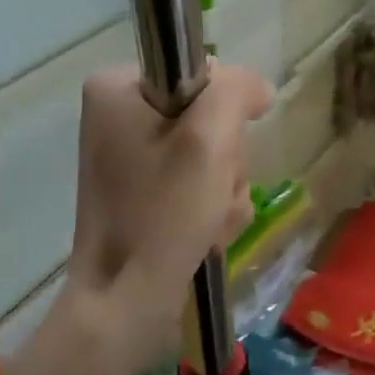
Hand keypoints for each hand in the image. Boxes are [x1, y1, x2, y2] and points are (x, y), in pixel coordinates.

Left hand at [65, 64, 273, 374]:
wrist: (124, 300)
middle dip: (224, 160)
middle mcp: (118, 114)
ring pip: (209, 153)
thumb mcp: (209, 139)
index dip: (227, 112)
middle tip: (213, 192)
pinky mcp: (140, 189)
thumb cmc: (163, 214)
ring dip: (223, 188)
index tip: (222, 150)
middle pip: (209, 116)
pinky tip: (204, 231)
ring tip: (209, 220)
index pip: (203, 73)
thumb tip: (257, 88)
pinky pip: (195, 181)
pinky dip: (209, 206)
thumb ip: (236, 91)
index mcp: (118, 87)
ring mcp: (129, 155)